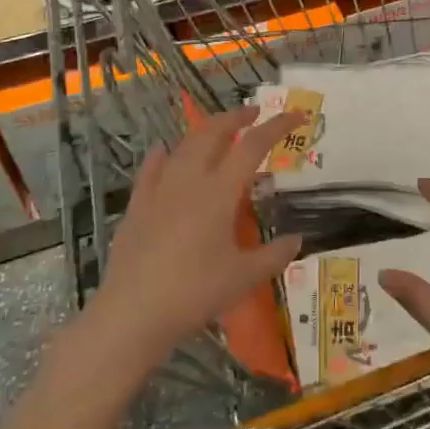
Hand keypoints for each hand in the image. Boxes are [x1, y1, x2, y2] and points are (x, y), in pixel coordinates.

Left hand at [88, 106, 304, 368]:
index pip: (253, 147)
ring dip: (204, 132)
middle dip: (235, 118)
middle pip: (212, 134)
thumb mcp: (244, 278)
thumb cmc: (194, 294)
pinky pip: (150, 170)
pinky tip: (163, 152)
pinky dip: (162, 155)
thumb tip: (297, 240)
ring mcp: (158, 192)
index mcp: (219, 193)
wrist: (132, 315)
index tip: (295, 116)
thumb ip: (275, 256)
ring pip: (182, 147)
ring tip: (217, 131)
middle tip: (254, 114)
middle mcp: (189, 182)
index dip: (276, 127)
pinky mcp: (136, 208)